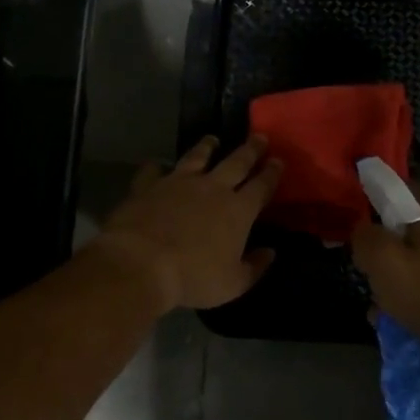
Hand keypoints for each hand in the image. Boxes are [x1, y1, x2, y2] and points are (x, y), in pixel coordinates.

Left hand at [92, 135, 281, 311]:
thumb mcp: (232, 283)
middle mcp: (212, 188)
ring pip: (197, 156)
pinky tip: (156, 165)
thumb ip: (254, 267)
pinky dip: (156, 167)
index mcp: (238, 210)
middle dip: (251, 149)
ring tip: (213, 139)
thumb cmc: (193, 277)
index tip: (278, 160)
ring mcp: (178, 182)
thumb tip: (270, 252)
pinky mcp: (148, 185)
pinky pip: (153, 170)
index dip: (272, 173)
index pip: (261, 186)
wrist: (141, 263)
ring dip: (207, 146)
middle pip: (236, 162)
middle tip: (259, 136)